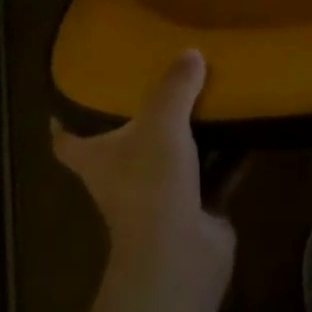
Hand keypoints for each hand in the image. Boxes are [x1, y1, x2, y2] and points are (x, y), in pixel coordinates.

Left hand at [52, 50, 234, 300]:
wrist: (181, 259)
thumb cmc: (151, 184)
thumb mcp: (161, 121)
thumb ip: (175, 85)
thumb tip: (191, 52)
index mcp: (98, 157)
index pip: (68, 141)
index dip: (64, 121)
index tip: (68, 96)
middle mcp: (124, 176)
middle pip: (128, 141)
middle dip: (144, 115)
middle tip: (161, 75)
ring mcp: (161, 195)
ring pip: (175, 154)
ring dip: (192, 131)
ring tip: (210, 89)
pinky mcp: (196, 209)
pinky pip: (215, 172)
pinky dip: (230, 153)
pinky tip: (248, 124)